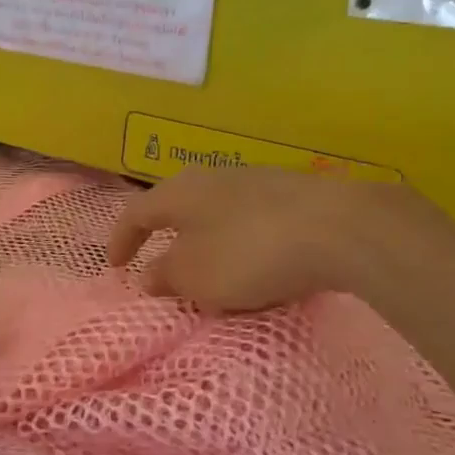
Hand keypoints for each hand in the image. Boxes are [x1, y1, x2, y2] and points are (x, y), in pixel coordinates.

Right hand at [108, 167, 436, 312]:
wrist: (340, 228)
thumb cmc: (248, 253)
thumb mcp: (195, 276)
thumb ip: (165, 276)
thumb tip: (150, 275)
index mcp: (179, 192)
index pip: (135, 213)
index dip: (120, 240)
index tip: (115, 267)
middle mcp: (213, 178)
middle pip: (178, 208)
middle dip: (166, 239)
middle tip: (161, 268)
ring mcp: (256, 182)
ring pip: (217, 214)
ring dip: (206, 244)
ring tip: (210, 273)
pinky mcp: (293, 195)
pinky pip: (251, 222)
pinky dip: (241, 245)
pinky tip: (257, 268)